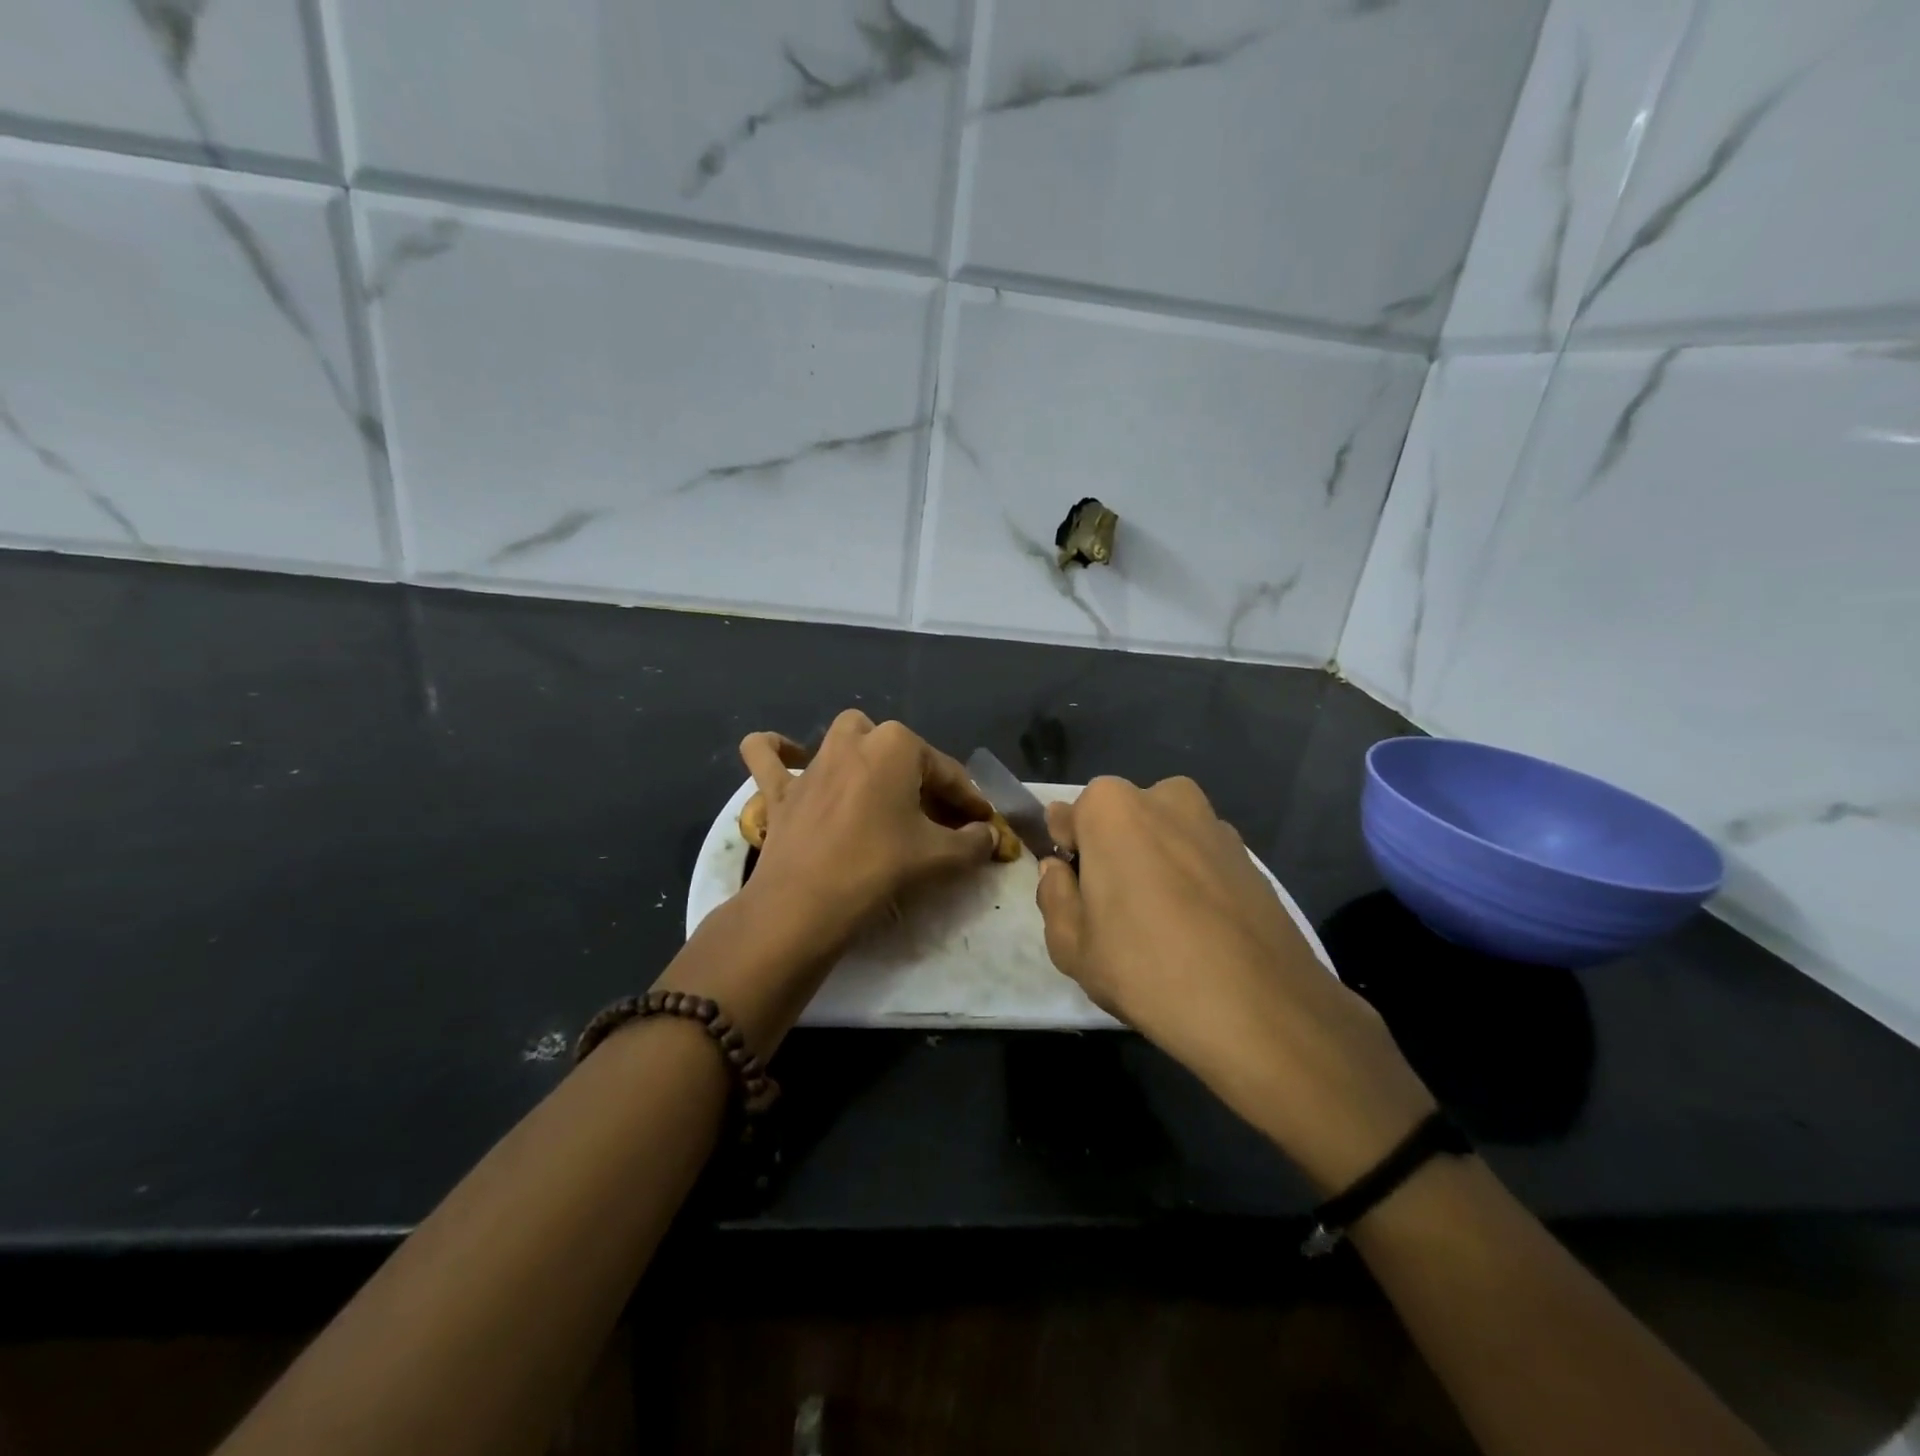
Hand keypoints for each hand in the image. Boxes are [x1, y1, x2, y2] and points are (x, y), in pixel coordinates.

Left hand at [737, 710, 998, 951]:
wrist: (803, 904)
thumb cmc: (878, 867)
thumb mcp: (939, 857)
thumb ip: (973, 843)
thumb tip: (988, 836)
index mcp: (896, 745)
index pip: (946, 772)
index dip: (969, 800)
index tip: (983, 824)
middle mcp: (854, 740)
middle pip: (897, 749)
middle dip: (917, 774)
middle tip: (931, 814)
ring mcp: (812, 762)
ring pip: (843, 738)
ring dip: (864, 754)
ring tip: (878, 786)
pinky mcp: (779, 788)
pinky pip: (768, 756)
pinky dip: (777, 751)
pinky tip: (792, 758)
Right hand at [1035, 775, 1435, 1191]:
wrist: (1261, 1009)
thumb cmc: (1146, 968)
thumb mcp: (1071, 945)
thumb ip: (1053, 895)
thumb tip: (1059, 870)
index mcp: (1111, 807)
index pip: (1069, 818)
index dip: (1067, 855)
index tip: (1076, 892)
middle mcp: (1164, 797)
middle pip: (1119, 822)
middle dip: (1111, 854)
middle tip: (1115, 913)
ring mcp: (1214, 823)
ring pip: (1163, 837)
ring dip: (1154, 865)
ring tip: (1161, 926)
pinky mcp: (1250, 855)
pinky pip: (1200, 858)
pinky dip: (1192, 881)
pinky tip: (1198, 931)